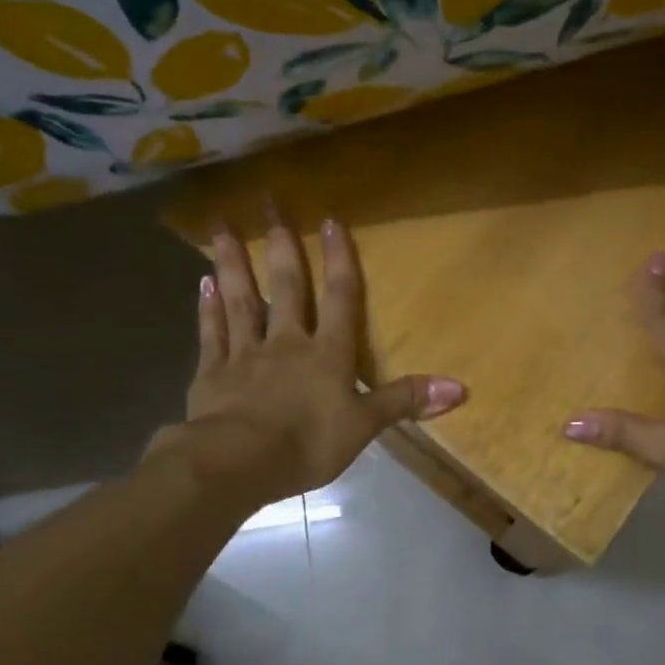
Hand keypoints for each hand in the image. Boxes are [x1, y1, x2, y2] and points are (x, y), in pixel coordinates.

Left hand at [173, 211, 464, 506]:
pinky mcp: (212, 374)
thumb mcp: (365, 425)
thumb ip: (406, 400)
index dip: (339, 259)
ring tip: (221, 228)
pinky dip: (207, 309)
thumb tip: (462, 387)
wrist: (239, 462)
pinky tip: (202, 283)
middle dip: (280, 244)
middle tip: (269, 203)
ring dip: (233, 264)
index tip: (330, 219)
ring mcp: (245, 354)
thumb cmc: (308, 443)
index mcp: (327, 353)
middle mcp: (286, 342)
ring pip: (241, 301)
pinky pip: (211, 334)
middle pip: (286, 287)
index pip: (340, 298)